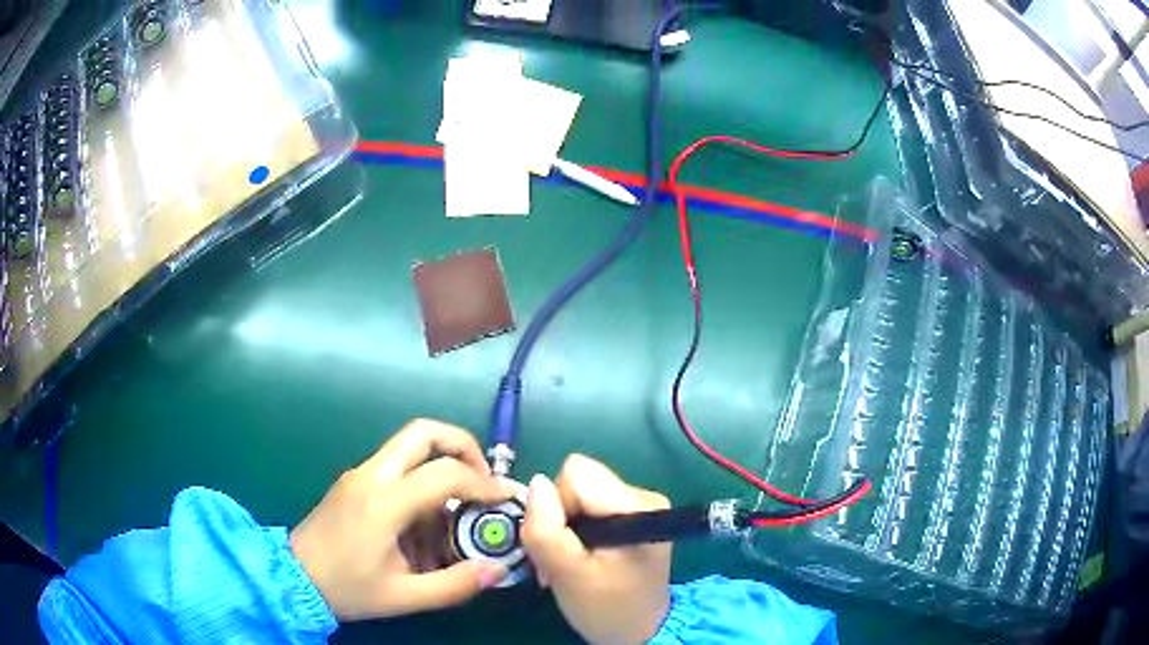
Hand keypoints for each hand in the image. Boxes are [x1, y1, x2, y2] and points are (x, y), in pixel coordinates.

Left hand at [290, 419, 511, 620]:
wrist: (293, 577)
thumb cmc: (347, 588)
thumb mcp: (404, 596)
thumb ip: (455, 584)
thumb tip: (497, 568)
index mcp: (384, 502)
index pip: (445, 472)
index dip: (483, 482)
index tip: (506, 498)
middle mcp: (372, 475)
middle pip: (424, 432)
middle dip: (463, 446)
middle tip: (483, 480)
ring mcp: (360, 473)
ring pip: (410, 446)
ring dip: (443, 466)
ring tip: (458, 511)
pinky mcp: (354, 481)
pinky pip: (397, 467)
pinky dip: (422, 482)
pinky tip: (427, 524)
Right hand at [521, 454, 671, 644]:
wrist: (639, 631)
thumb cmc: (605, 608)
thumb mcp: (567, 574)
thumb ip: (546, 529)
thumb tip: (536, 483)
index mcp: (636, 506)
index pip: (576, 473)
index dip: (556, 505)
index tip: (561, 543)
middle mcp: (643, 496)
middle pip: (578, 481)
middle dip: (560, 517)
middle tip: (560, 559)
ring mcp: (641, 505)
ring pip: (580, 493)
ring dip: (566, 527)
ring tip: (570, 562)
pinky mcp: (634, 516)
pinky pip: (590, 506)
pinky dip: (578, 530)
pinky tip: (582, 558)